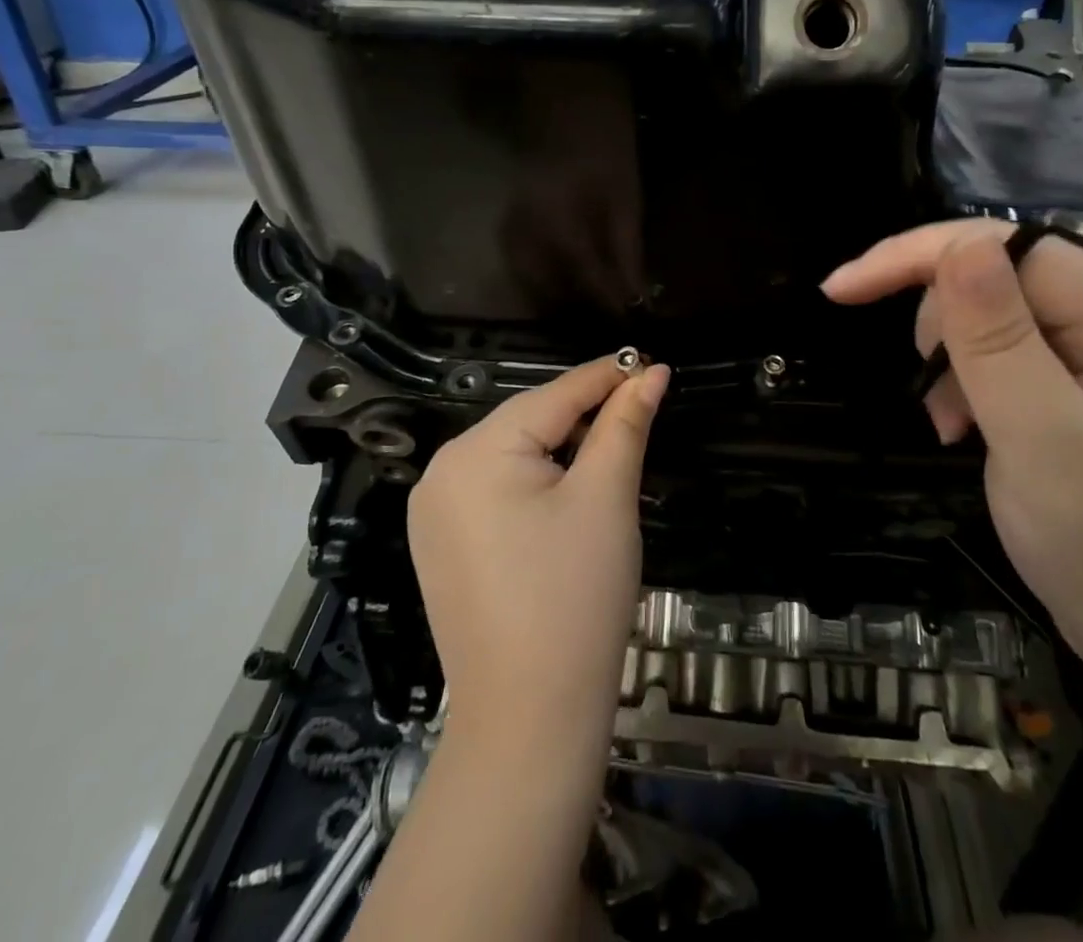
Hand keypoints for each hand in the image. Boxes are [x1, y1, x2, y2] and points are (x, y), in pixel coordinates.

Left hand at [408, 355, 669, 749]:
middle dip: (584, 415)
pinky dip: (536, 481)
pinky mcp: (441, 546)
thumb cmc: (575, 597)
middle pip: (528, 423)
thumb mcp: (606, 498)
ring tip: (612, 447)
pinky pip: (495, 491)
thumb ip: (625, 424)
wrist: (529, 721)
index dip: (606, 377)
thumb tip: (649, 373)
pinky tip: (568, 493)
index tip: (649, 362)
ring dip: (562, 447)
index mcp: (474, 452)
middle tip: (639, 409)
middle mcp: (441, 472)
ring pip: (512, 456)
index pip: (553, 395)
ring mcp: (434, 513)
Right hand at [823, 222, 1082, 716]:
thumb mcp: (1053, 455)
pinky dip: (968, 387)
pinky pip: (1008, 360)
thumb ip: (1002, 346)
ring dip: (952, 359)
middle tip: (924, 391)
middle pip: (1004, 276)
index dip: (925, 255)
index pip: (1015, 249)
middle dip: (941, 318)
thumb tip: (959, 246)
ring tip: (949, 426)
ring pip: (997, 317)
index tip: (843, 290)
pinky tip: (965, 432)